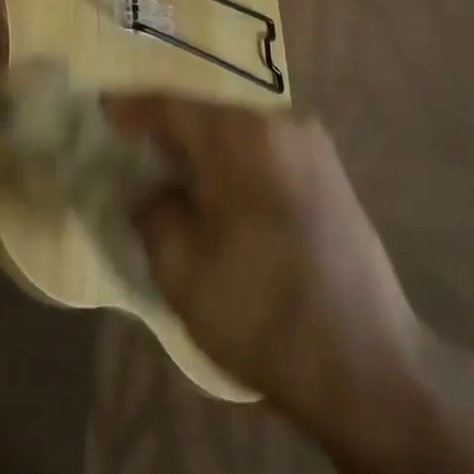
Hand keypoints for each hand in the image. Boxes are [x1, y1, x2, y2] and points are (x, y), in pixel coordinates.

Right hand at [104, 96, 421, 424]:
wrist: (372, 368)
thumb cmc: (266, 316)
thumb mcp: (184, 273)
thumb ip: (153, 214)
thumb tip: (148, 191)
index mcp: (242, 135)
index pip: (173, 105)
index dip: (132, 108)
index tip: (101, 111)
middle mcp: (280, 121)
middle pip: (207, 110)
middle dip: (167, 127)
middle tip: (131, 146)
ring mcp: (311, 143)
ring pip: (237, 128)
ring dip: (202, 145)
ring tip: (171, 170)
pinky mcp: (329, 170)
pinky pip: (264, 147)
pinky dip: (233, 159)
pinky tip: (218, 190)